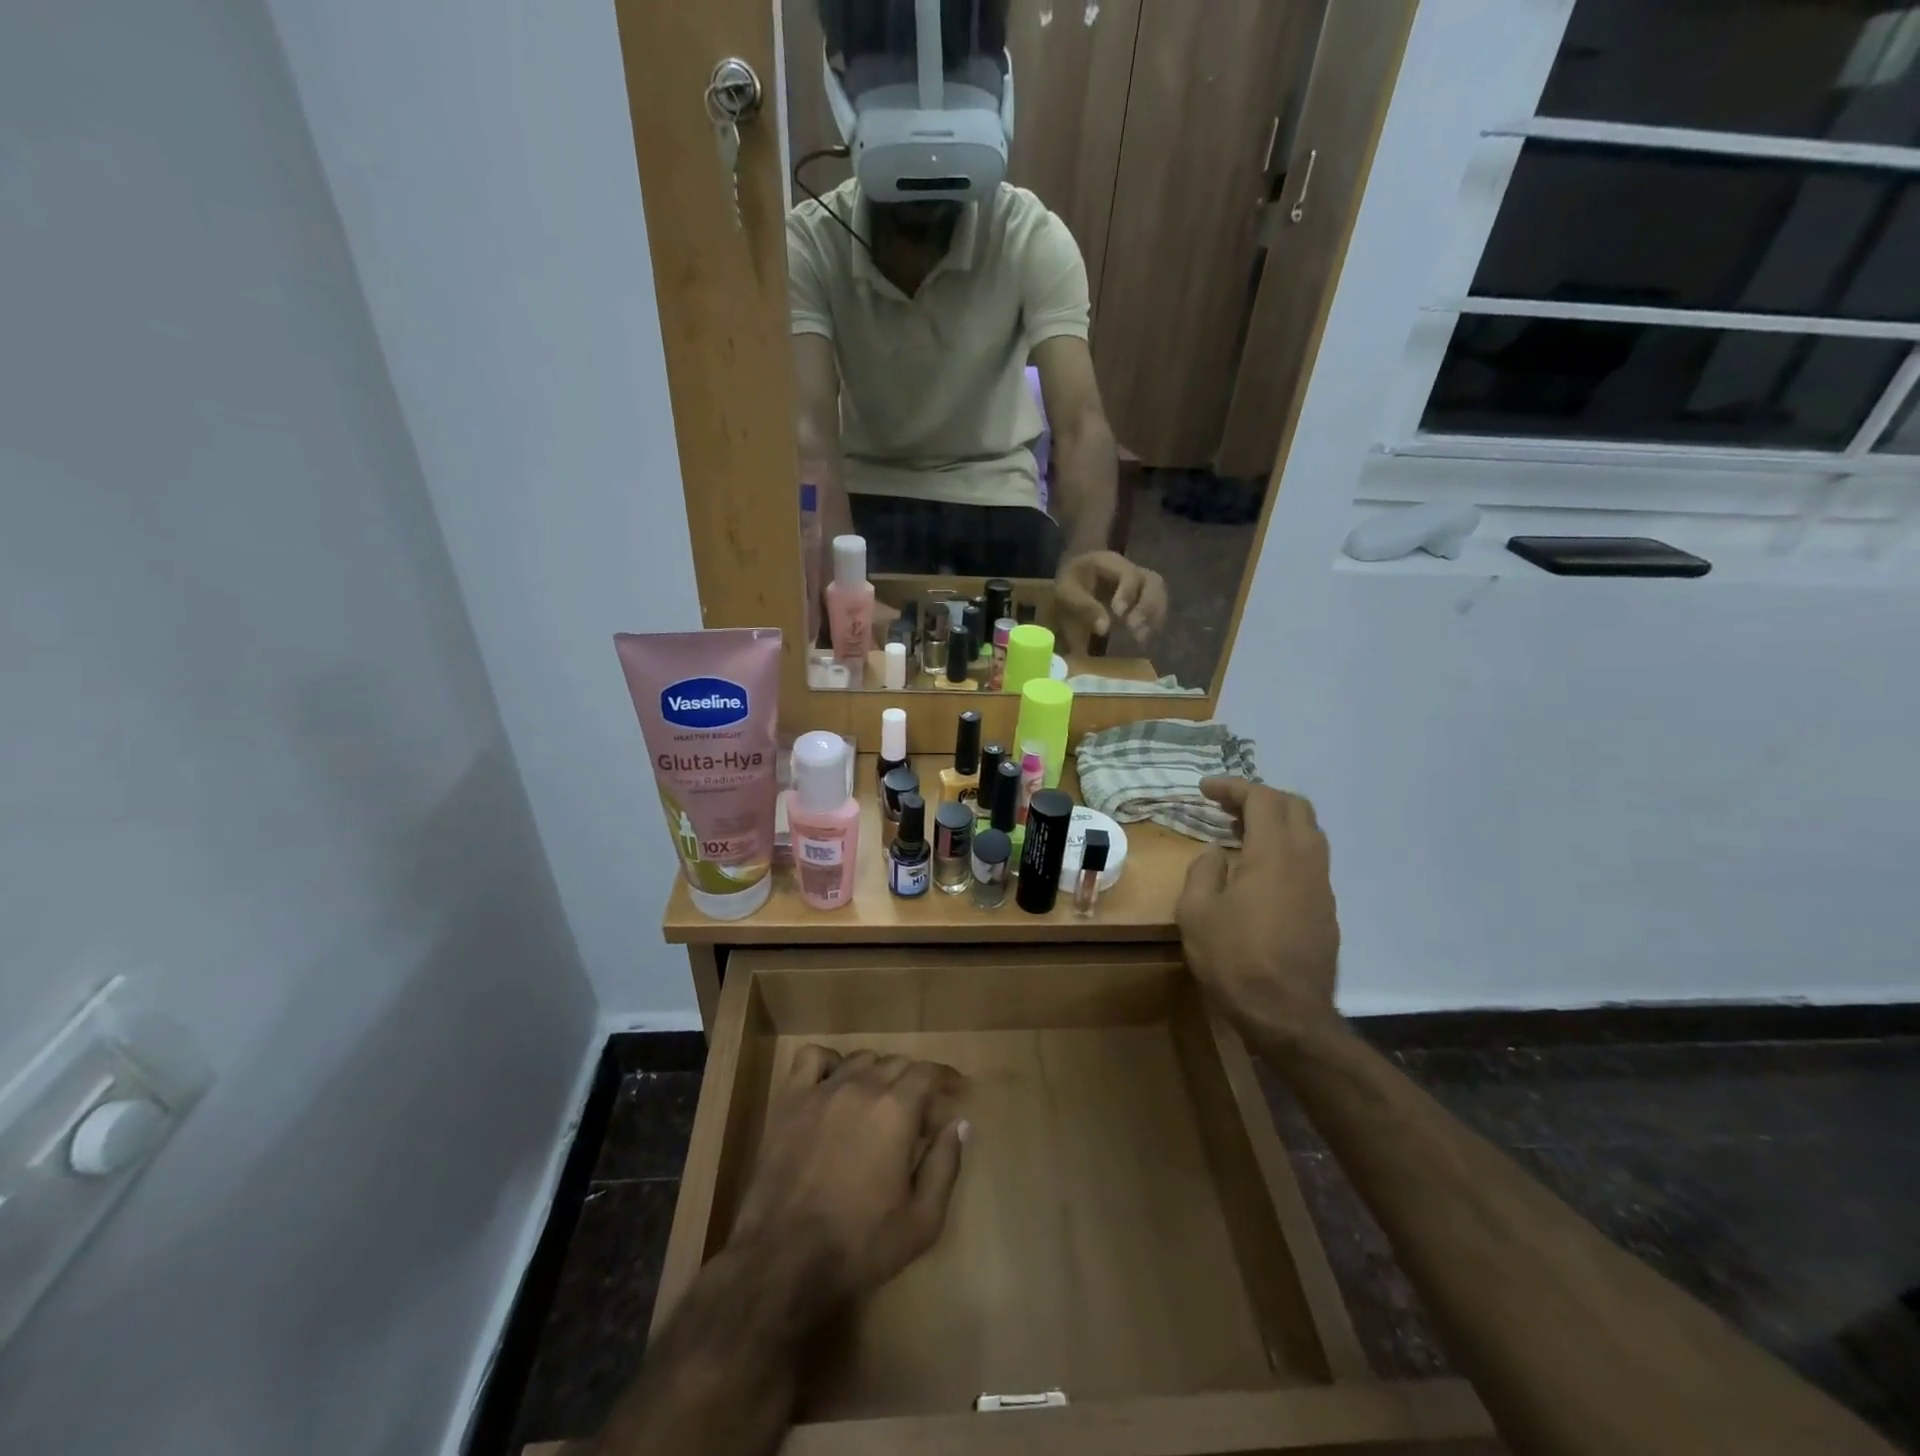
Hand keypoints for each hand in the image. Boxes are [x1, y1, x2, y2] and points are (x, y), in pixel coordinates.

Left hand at [731, 1047, 967, 1310]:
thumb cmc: (860, 1245)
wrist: (784, 1261)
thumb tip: (959, 1124)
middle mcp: (862, 1087)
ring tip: (881, 1100)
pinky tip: (835, 1083)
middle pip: (897, 1063)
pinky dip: (830, 1062)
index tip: (957, 1092)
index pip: (929, 1073)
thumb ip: (946, 1164)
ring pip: (861, 1059)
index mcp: (896, 1110)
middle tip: (921, 1112)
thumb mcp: (922, 1220)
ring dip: (879, 1073)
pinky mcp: (790, 1101)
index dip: (947, 1078)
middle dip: (916, 1082)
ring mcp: (822, 1090)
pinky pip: (812, 1058)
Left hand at [1055, 550, 1168, 641]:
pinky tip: (1142, 637)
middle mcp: (1133, 569)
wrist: (1076, 577)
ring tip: (1140, 637)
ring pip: (1159, 594)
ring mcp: (1141, 583)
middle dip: (1147, 606)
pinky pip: (1157, 606)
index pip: (1129, 574)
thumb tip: (1104, 628)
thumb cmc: (1071, 582)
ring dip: (1153, 615)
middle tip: (1134, 628)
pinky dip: (1153, 621)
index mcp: (1112, 562)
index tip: (1118, 613)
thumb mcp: (1067, 592)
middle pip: (1153, 582)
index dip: (1128, 593)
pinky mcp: (1143, 597)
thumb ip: (1085, 607)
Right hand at [1176, 777, 1340, 1047]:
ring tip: (1241, 834)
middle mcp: (1306, 860)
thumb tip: (1216, 852)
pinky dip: (1286, 848)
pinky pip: (1310, 860)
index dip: (1233, 787)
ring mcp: (1322, 885)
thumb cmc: (1234, 959)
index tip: (1205, 789)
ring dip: (1277, 822)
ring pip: (1309, 833)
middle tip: (1226, 808)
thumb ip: (1204, 871)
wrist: (1287, 1015)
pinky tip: (1260, 871)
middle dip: (1260, 797)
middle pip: (1295, 807)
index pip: (1261, 798)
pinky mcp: (1327, 909)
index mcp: (1274, 853)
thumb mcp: (1196, 912)